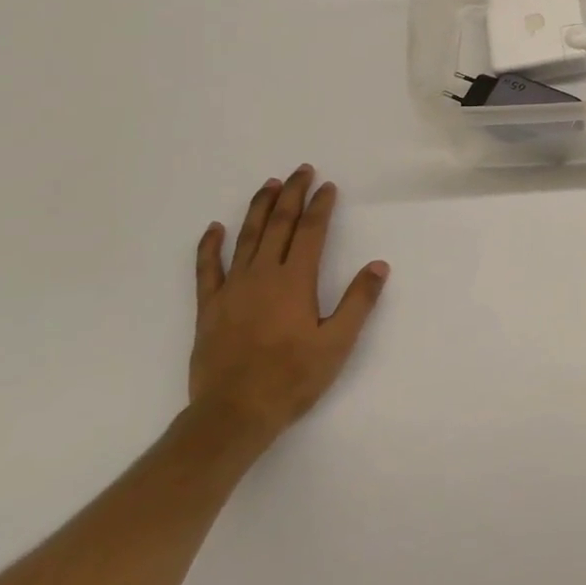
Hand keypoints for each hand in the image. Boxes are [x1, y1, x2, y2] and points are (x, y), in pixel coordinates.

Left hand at [189, 165, 388, 447]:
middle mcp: (262, 275)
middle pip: (279, 224)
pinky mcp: (210, 307)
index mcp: (295, 281)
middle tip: (301, 171)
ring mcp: (232, 289)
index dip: (320, 206)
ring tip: (269, 184)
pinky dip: (210, 246)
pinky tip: (215, 228)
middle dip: (292, 194)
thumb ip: (358, 301)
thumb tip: (378, 265)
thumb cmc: (292, 378)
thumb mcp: (337, 343)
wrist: (233, 414)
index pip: (310, 232)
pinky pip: (207, 269)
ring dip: (259, 208)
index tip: (328, 186)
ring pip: (247, 237)